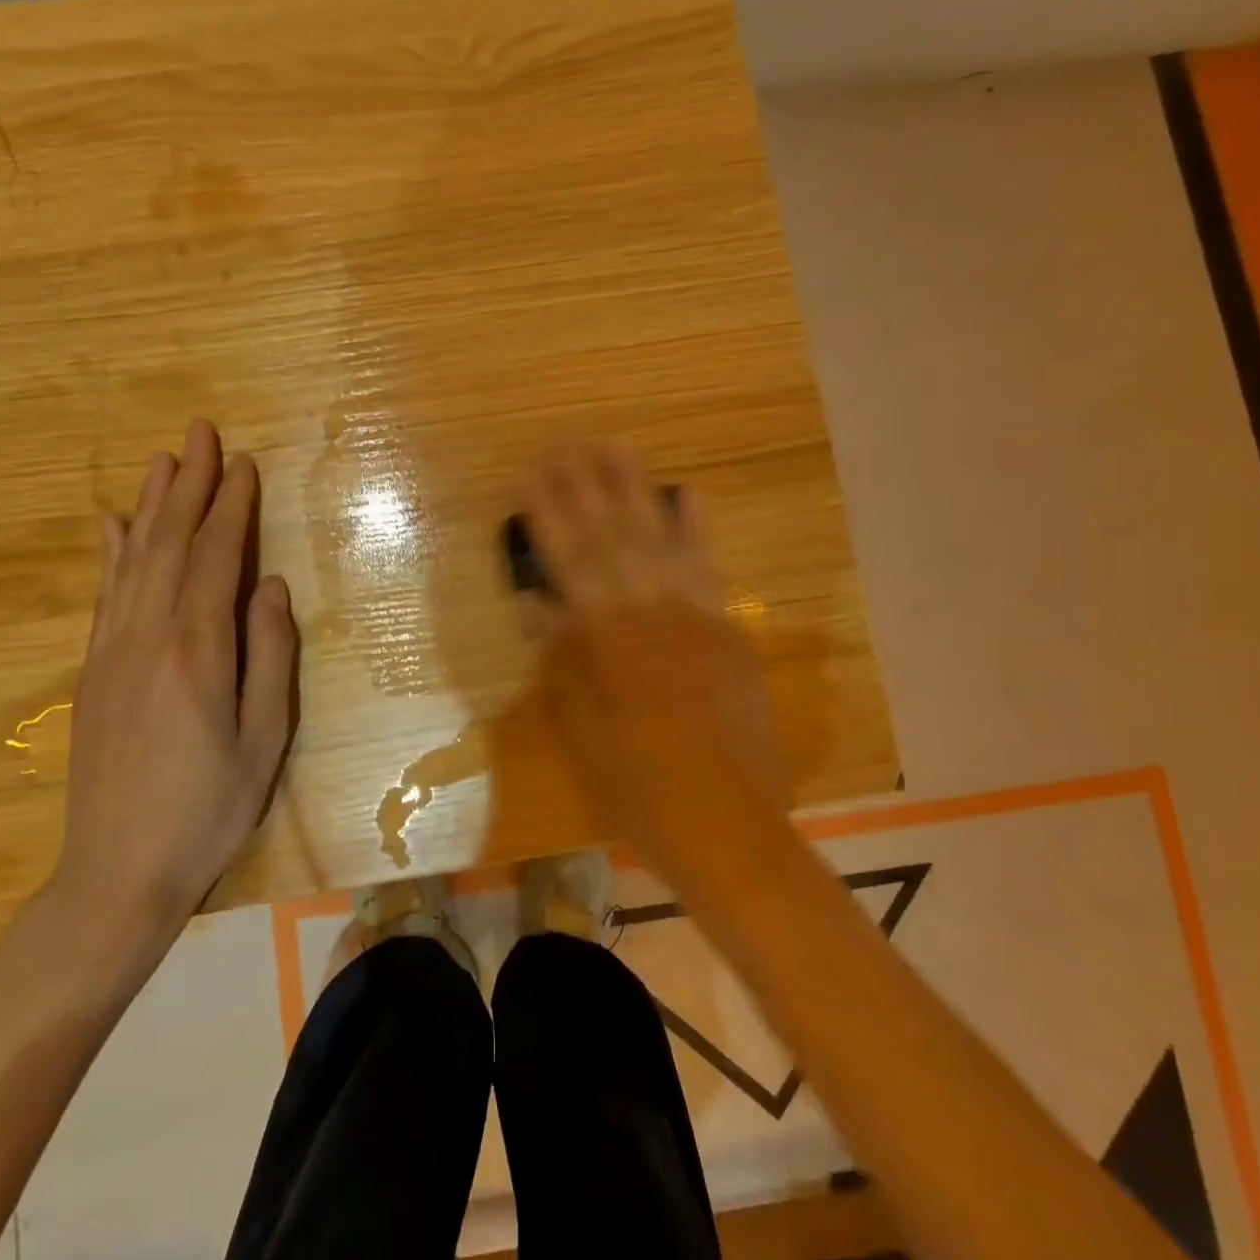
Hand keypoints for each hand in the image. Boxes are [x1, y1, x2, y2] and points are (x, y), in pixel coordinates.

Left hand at [52, 419, 298, 948]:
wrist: (116, 871)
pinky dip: (113, 551)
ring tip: (163, 459)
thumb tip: (272, 586)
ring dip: (151, 504)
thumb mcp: (264, 739)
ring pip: (134, 559)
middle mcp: (147, 636)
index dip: (231, 507)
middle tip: (200, 432)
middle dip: (188, 483)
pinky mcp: (92, 670)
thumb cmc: (208, 808)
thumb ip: (270, 656)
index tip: (242, 462)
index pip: (217, 558)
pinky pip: (105, 594)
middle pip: (170, 543)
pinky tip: (114, 524)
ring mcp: (112, 651)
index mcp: (197, 651)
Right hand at [520, 443, 788, 896]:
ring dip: (637, 490)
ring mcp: (693, 616)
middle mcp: (647, 613)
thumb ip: (561, 658)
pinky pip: (709, 569)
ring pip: (659, 540)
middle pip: (612, 537)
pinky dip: (697, 530)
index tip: (531, 471)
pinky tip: (689, 494)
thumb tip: (533, 604)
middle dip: (587, 484)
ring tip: (619, 446)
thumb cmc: (638, 785)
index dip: (548, 514)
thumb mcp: (583, 729)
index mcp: (604, 640)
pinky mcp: (727, 628)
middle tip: (571, 437)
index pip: (568, 561)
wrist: (727, 822)